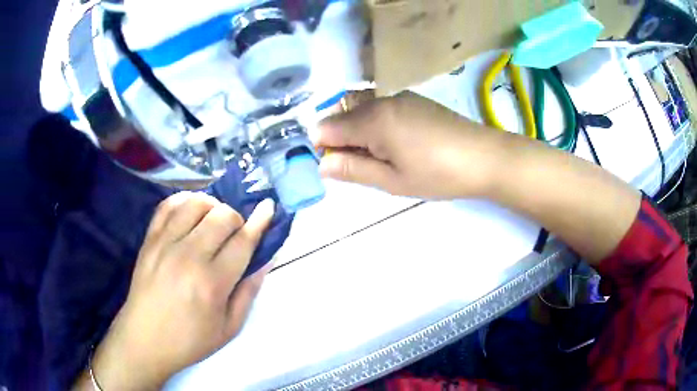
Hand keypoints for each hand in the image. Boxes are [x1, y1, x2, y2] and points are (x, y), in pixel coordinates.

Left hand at [75, 192, 275, 389]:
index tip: (268, 207)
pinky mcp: (149, 239)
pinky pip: (168, 205)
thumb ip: (249, 291)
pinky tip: (190, 211)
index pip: (242, 241)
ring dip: (212, 206)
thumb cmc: (190, 340)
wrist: (145, 339)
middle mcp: (189, 256)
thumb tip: (265, 259)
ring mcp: (165, 243)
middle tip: (235, 234)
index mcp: (212, 283)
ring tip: (213, 221)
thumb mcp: (229, 327)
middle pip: (222, 216)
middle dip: (237, 218)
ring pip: (195, 203)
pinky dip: (184, 200)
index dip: (259, 222)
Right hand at [313, 91, 499, 198]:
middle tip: (363, 165)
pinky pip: (382, 107)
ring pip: (362, 110)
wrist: (485, 157)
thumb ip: (353, 169)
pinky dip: (377, 124)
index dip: (323, 147)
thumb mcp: (392, 181)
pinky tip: (400, 143)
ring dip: (360, 132)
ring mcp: (399, 97)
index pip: (326, 127)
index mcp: (373, 120)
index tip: (337, 167)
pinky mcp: (414, 99)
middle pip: (343, 115)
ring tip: (384, 157)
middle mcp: (381, 100)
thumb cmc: (438, 174)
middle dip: (341, 139)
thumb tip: (322, 164)